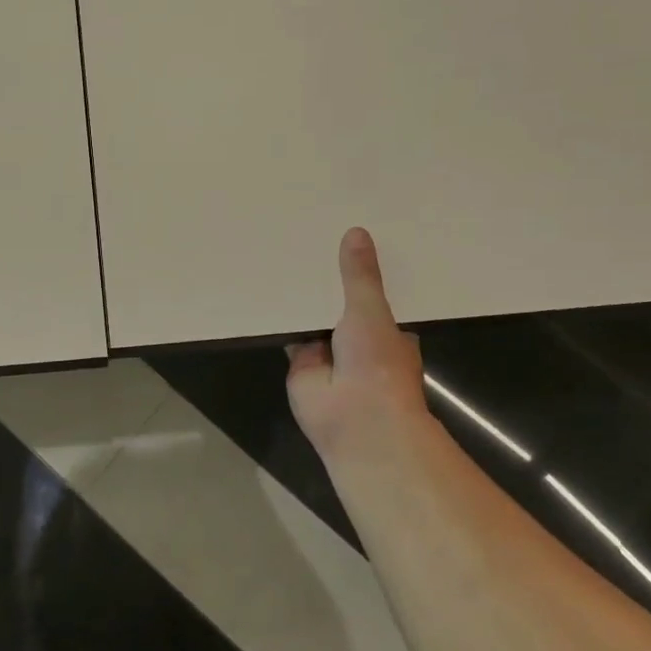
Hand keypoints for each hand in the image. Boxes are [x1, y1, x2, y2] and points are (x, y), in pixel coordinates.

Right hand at [286, 229, 432, 461]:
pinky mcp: (300, 363)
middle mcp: (358, 341)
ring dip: (301, 299)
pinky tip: (264, 288)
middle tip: (308, 239)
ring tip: (284, 254)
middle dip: (327, 283)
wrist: (356, 419)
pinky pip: (288, 334)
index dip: (362, 273)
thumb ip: (360, 276)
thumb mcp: (371, 310)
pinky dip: (279, 319)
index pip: (374, 295)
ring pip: (312, 319)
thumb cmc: (378, 364)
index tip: (347, 239)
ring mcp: (328, 354)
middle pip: (339, 304)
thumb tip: (357, 232)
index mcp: (386, 330)